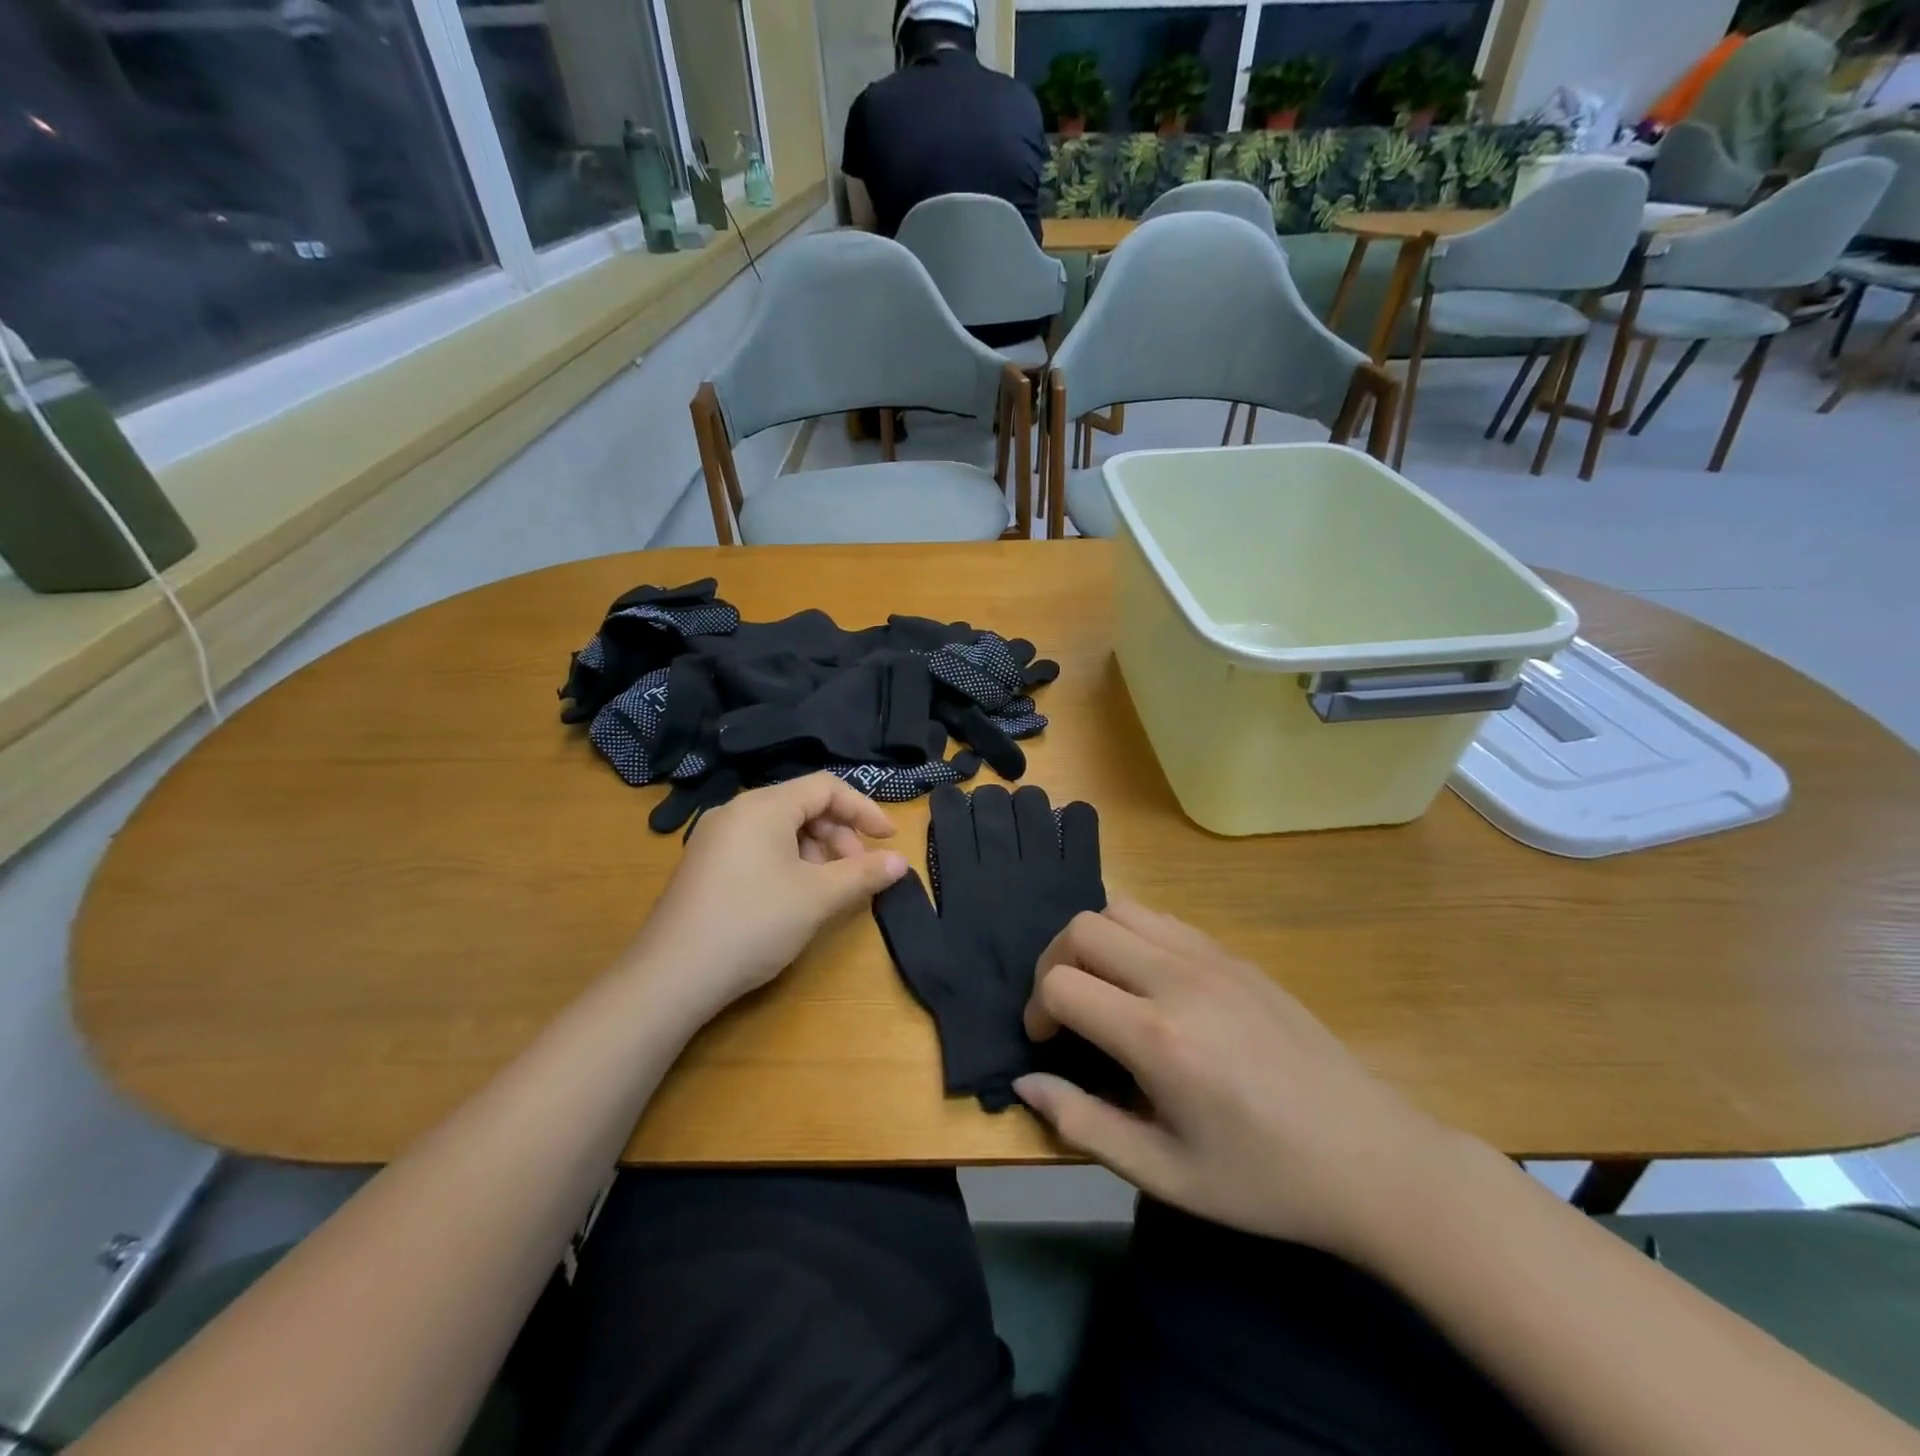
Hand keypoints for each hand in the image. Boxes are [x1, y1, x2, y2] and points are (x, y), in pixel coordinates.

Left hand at [625, 774, 907, 1018]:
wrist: (671, 976)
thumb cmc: (753, 923)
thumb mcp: (817, 898)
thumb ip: (863, 874)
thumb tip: (901, 862)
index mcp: (763, 806)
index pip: (826, 787)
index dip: (863, 809)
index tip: (889, 838)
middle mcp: (737, 811)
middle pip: (803, 805)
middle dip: (839, 834)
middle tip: (857, 872)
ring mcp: (716, 838)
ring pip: (781, 828)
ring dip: (816, 851)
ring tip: (828, 888)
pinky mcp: (706, 864)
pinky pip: (759, 846)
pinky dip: (789, 861)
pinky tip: (795, 896)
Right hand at [1014, 900, 1451, 1265]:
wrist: (1370, 1158)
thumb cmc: (1262, 1179)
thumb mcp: (1163, 1174)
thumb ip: (1083, 1123)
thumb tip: (1025, 1083)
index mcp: (1158, 1036)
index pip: (1062, 982)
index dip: (1037, 1009)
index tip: (1047, 1042)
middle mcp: (1178, 979)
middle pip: (1083, 927)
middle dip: (1054, 962)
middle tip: (1065, 1010)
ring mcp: (1211, 958)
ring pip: (1121, 908)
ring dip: (1093, 941)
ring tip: (1102, 988)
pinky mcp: (1235, 955)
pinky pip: (1163, 919)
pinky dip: (1134, 936)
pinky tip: (1149, 982)